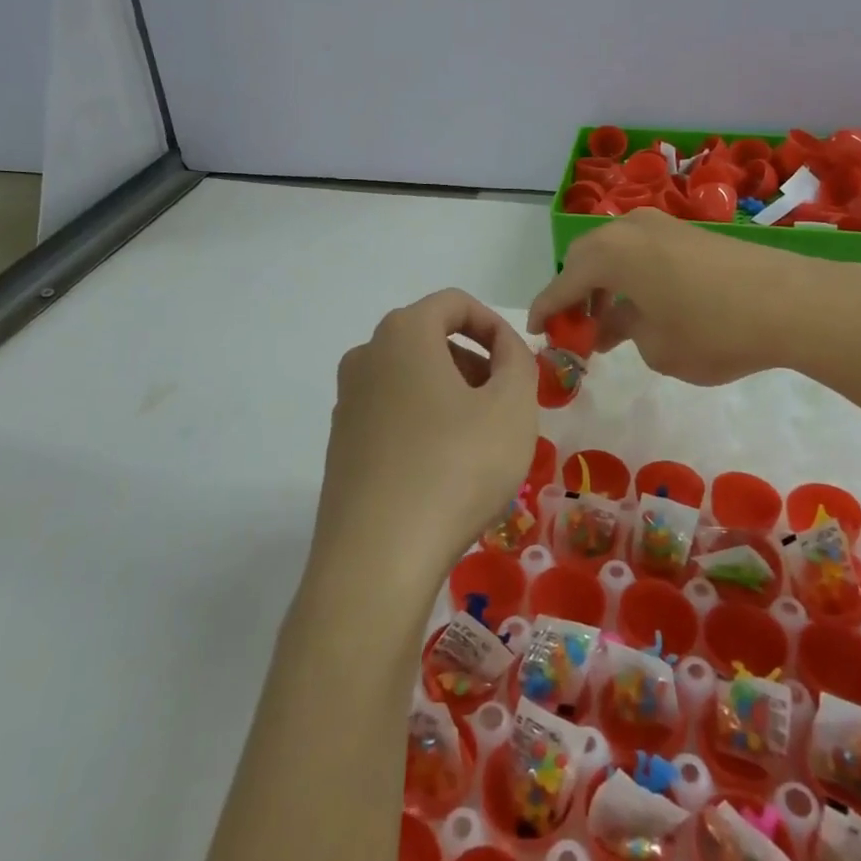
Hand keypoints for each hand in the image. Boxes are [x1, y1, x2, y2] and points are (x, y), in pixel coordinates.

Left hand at [316, 290, 537, 583]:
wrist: (377, 558)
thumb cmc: (455, 467)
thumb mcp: (512, 406)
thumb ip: (518, 360)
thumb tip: (504, 349)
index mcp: (404, 333)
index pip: (454, 302)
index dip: (494, 324)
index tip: (518, 363)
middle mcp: (366, 356)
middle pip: (430, 337)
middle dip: (474, 361)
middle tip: (505, 403)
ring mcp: (347, 402)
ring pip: (410, 377)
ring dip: (451, 393)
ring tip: (480, 439)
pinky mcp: (341, 445)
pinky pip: (392, 413)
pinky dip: (424, 422)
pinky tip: (444, 469)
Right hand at [529, 208, 860, 385]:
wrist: (792, 302)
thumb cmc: (713, 330)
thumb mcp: (657, 347)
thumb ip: (625, 332)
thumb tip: (620, 323)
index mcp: (610, 254)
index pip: (562, 284)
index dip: (545, 310)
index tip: (535, 332)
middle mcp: (629, 230)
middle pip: (585, 260)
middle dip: (575, 294)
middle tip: (575, 328)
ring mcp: (662, 227)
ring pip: (615, 253)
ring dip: (604, 286)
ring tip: (609, 323)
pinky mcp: (689, 233)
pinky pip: (642, 252)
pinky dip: (631, 277)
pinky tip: (644, 306)